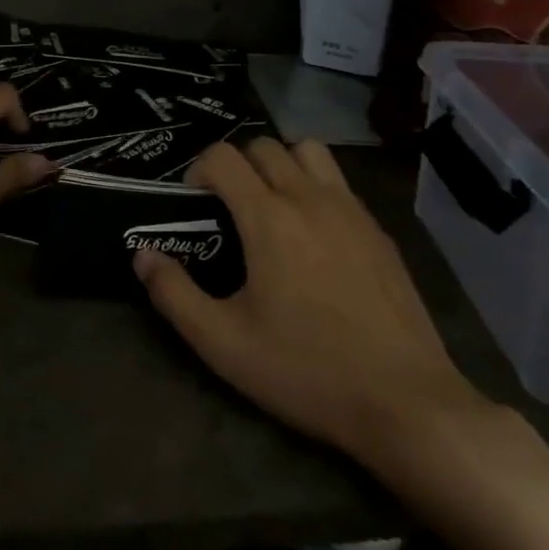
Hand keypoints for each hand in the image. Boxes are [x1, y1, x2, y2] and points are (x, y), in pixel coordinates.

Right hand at [134, 138, 488, 469]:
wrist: (407, 403)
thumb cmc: (306, 370)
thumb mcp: (223, 343)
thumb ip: (173, 293)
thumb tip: (141, 254)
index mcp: (268, 217)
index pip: (222, 156)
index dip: (197, 171)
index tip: (194, 206)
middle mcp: (310, 198)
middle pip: (264, 146)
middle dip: (237, 166)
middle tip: (230, 209)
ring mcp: (351, 211)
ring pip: (309, 152)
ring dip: (282, 165)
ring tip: (274, 207)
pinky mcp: (380, 231)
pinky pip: (340, 184)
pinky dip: (317, 189)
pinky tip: (316, 239)